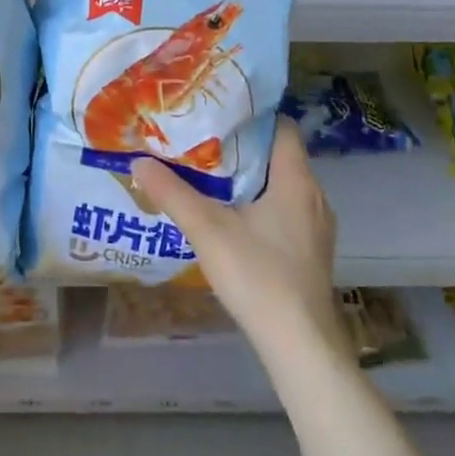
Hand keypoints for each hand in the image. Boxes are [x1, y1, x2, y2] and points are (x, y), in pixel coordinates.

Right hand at [132, 118, 348, 367]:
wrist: (300, 344)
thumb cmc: (258, 276)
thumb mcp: (207, 230)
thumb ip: (172, 193)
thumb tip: (138, 160)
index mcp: (295, 181)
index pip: (282, 127)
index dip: (250, 115)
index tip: (215, 111)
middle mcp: (313, 196)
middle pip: (278, 155)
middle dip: (240, 146)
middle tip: (199, 140)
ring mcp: (316, 226)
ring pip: (280, 185)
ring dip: (247, 177)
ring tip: (207, 173)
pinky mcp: (310, 251)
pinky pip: (283, 210)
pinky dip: (258, 203)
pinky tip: (229, 216)